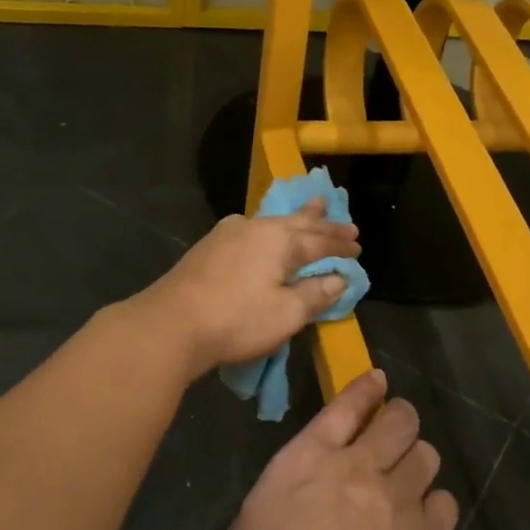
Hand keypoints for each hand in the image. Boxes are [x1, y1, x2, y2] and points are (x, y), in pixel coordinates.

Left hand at [138, 198, 359, 374]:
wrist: (171, 324)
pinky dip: (269, 228)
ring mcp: (227, 234)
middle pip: (296, 222)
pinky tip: (262, 227)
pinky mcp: (208, 248)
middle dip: (322, 223)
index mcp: (279, 241)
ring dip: (296, 217)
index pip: (319, 241)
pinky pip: (250, 229)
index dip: (340, 246)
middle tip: (343, 218)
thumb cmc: (237, 320)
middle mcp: (255, 228)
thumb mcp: (286, 314)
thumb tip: (339, 278)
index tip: (358, 247)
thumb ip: (316, 294)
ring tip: (313, 205)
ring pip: (271, 221)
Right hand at [225, 369, 456, 529]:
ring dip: (417, 459)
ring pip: (427, 455)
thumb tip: (300, 484)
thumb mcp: (251, 521)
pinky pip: (445, 503)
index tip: (378, 381)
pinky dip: (434, 505)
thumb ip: (283, 488)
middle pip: (400, 419)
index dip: (366, 388)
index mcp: (312, 457)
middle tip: (394, 429)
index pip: (347, 404)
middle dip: (400, 416)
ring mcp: (399, 501)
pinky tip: (421, 519)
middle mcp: (361, 467)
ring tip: (407, 477)